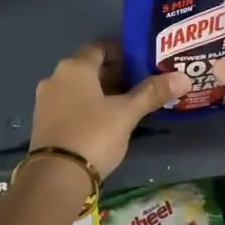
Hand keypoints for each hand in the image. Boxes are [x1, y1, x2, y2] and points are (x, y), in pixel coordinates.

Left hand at [30, 41, 190, 177]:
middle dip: (113, 75)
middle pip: (88, 69)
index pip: (99, 48)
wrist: (55, 176)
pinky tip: (103, 123)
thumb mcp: (126, 114)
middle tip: (139, 85)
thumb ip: (152, 93)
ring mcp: (45, 102)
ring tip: (125, 105)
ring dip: (100, 93)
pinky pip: (68, 106)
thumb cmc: (93, 134)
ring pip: (78, 89)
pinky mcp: (42, 124)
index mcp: (74, 68)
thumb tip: (183, 78)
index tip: (141, 63)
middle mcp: (55, 78)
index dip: (121, 52)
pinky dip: (86, 108)